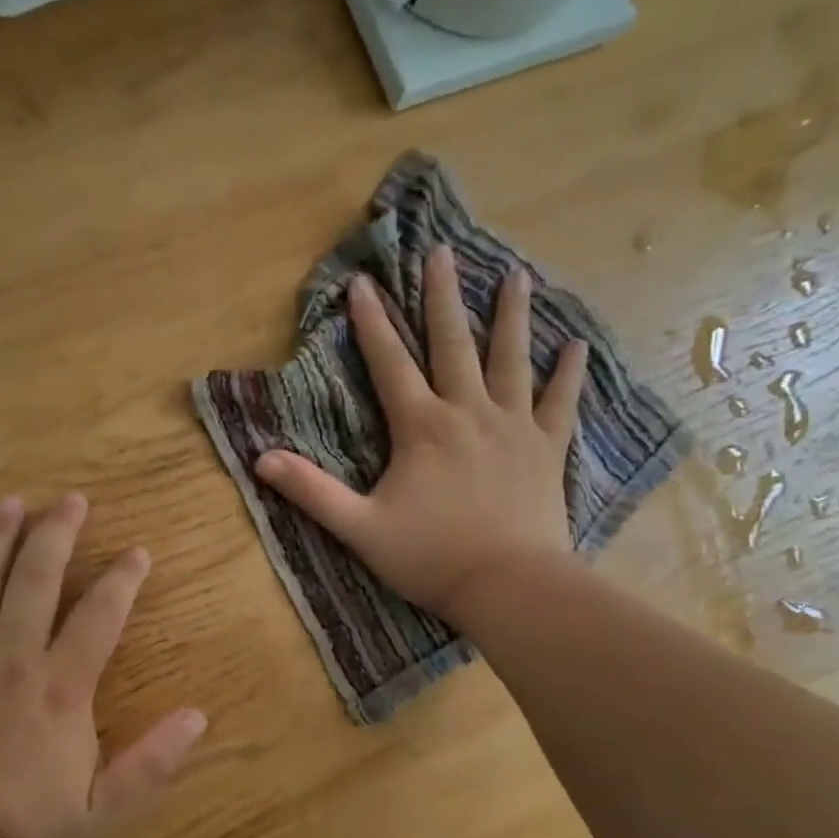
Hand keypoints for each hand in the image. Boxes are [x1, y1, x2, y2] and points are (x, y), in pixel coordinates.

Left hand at [0, 493, 206, 837]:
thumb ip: (153, 761)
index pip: (100, 616)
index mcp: (62, 688)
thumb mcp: (104, 806)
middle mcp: (13, 659)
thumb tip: (199, 716)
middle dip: (56, 535)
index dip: (122, 579)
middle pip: (36, 580)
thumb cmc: (29, 824)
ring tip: (10, 504)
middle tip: (70, 500)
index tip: (137, 551)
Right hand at [254, 245, 588, 625]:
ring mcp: (514, 426)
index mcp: (421, 427)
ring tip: (517, 276)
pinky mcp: (547, 449)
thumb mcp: (359, 527)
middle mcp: (468, 412)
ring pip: (512, 359)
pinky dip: (570, 374)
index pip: (390, 363)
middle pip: (453, 343)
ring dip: (512, 316)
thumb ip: (311, 491)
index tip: (363, 282)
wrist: (509, 585)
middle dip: (443, 296)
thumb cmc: (430, 557)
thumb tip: (260, 460)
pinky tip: (577, 346)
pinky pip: (560, 403)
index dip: (372, 323)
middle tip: (443, 252)